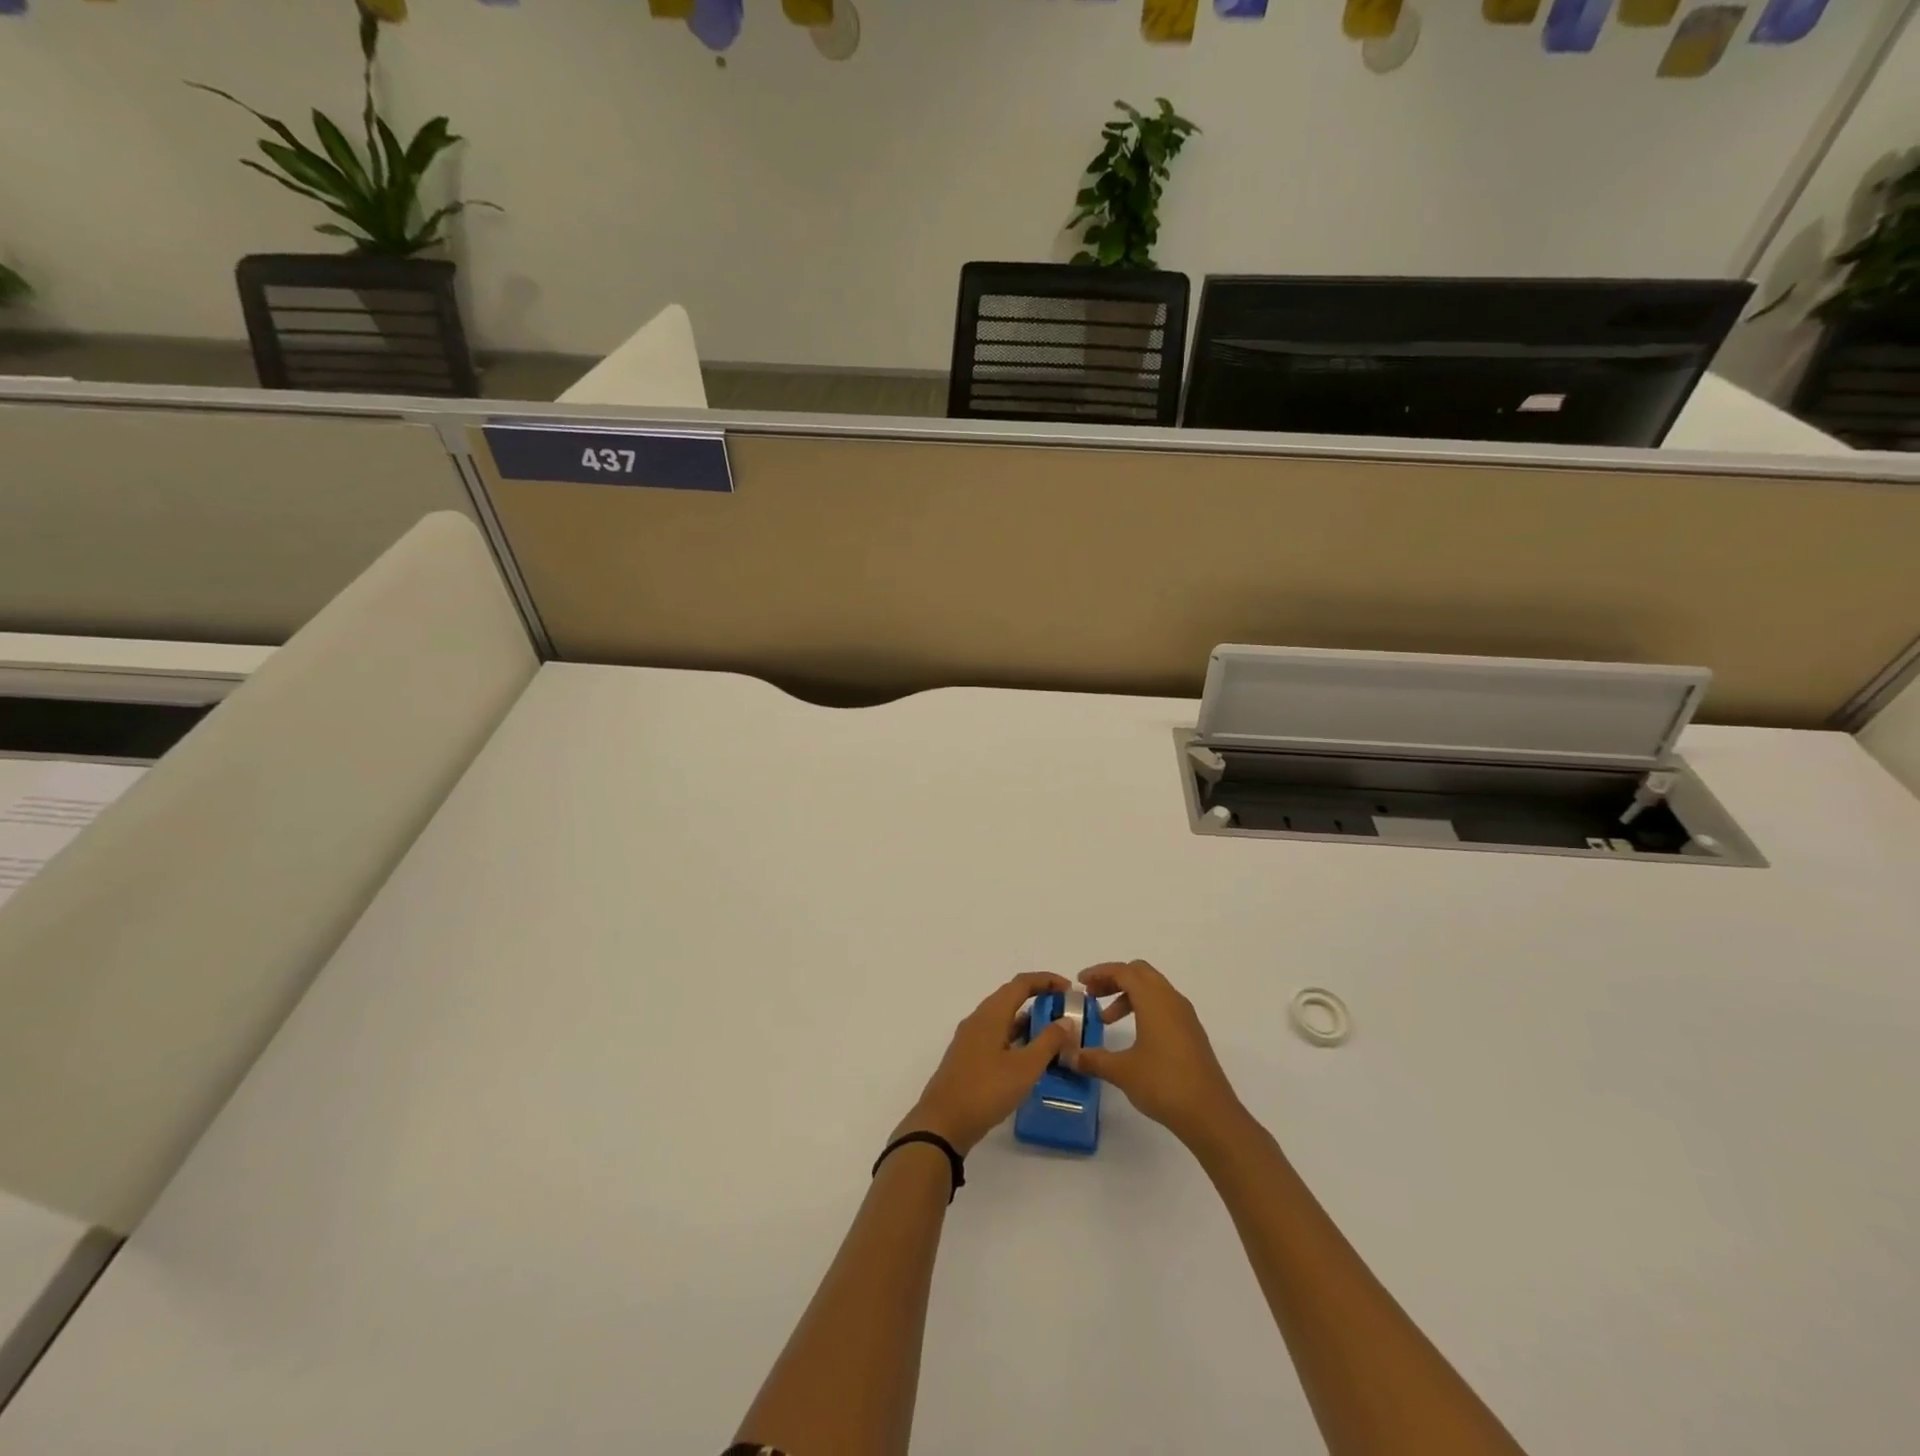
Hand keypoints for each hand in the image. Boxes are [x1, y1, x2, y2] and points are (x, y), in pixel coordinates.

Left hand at [896, 972, 1077, 1154]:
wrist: (942, 1123)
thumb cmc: (985, 1090)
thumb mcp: (1024, 1068)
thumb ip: (1048, 1042)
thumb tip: (1065, 1020)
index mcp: (991, 1014)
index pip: (1021, 983)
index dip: (1047, 980)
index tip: (1070, 990)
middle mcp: (978, 1019)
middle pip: (1011, 997)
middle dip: (1039, 998)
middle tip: (1065, 1013)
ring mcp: (970, 1038)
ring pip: (1003, 1018)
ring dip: (1028, 1020)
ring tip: (1054, 1035)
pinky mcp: (968, 1057)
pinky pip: (996, 1035)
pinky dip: (1016, 1037)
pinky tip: (1029, 1057)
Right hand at [1070, 961, 1243, 1147]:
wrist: (1211, 1115)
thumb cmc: (1164, 1083)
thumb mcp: (1122, 1071)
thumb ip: (1093, 1059)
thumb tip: (1070, 1055)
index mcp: (1154, 1000)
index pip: (1124, 971)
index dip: (1099, 972)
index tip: (1080, 983)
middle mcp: (1172, 1000)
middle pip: (1140, 973)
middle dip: (1114, 979)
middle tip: (1093, 996)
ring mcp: (1185, 1016)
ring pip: (1153, 989)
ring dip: (1128, 996)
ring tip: (1107, 1020)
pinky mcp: (1192, 1033)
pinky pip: (1164, 1006)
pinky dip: (1144, 1009)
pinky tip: (1134, 1037)